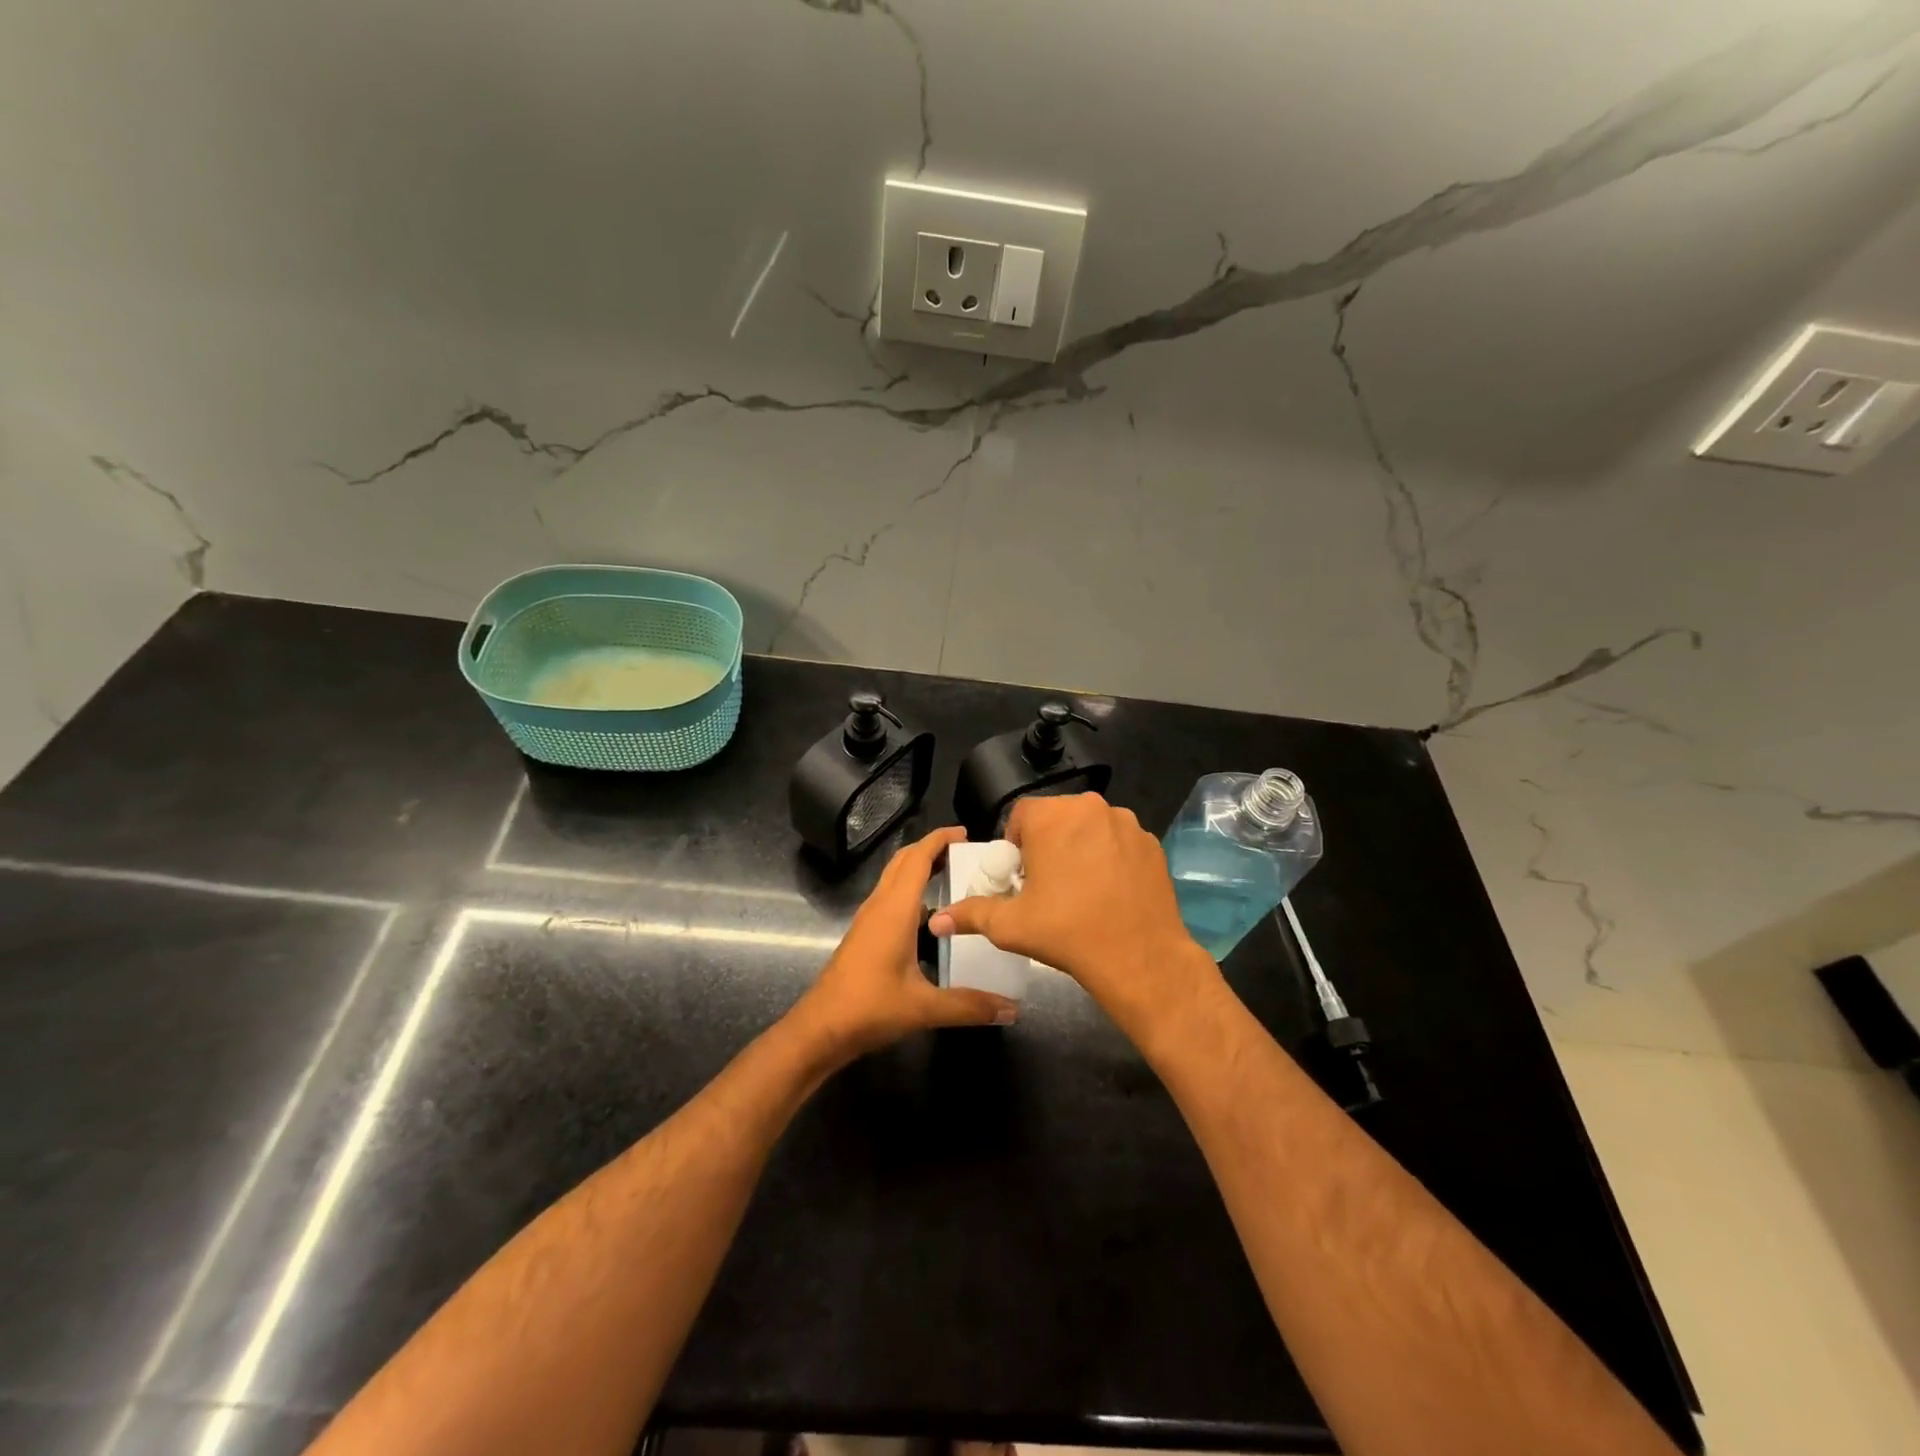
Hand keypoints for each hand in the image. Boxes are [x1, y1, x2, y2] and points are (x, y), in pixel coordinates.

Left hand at [793, 826, 1018, 1066]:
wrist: (820, 1029)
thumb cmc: (869, 1008)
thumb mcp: (924, 1008)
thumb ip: (969, 1005)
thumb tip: (1012, 1009)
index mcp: (894, 910)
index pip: (917, 859)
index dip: (939, 840)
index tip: (965, 833)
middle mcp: (879, 906)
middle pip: (903, 862)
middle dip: (931, 849)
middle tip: (964, 851)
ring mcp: (868, 920)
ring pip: (894, 879)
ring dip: (919, 868)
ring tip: (953, 876)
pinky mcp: (864, 935)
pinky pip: (890, 898)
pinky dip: (910, 891)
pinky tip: (931, 916)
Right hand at [928, 794, 1218, 1043]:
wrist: (1140, 957)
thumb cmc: (1067, 932)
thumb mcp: (1010, 925)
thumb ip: (970, 914)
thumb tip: (936, 920)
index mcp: (1052, 816)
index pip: (1021, 816)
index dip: (1015, 845)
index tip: (1020, 876)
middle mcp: (1091, 807)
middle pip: (1057, 818)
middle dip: (1047, 844)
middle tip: (1046, 885)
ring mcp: (1127, 824)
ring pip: (1091, 828)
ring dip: (1080, 848)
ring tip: (1080, 890)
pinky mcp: (1152, 844)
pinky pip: (1120, 843)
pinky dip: (1111, 859)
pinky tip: (1110, 893)